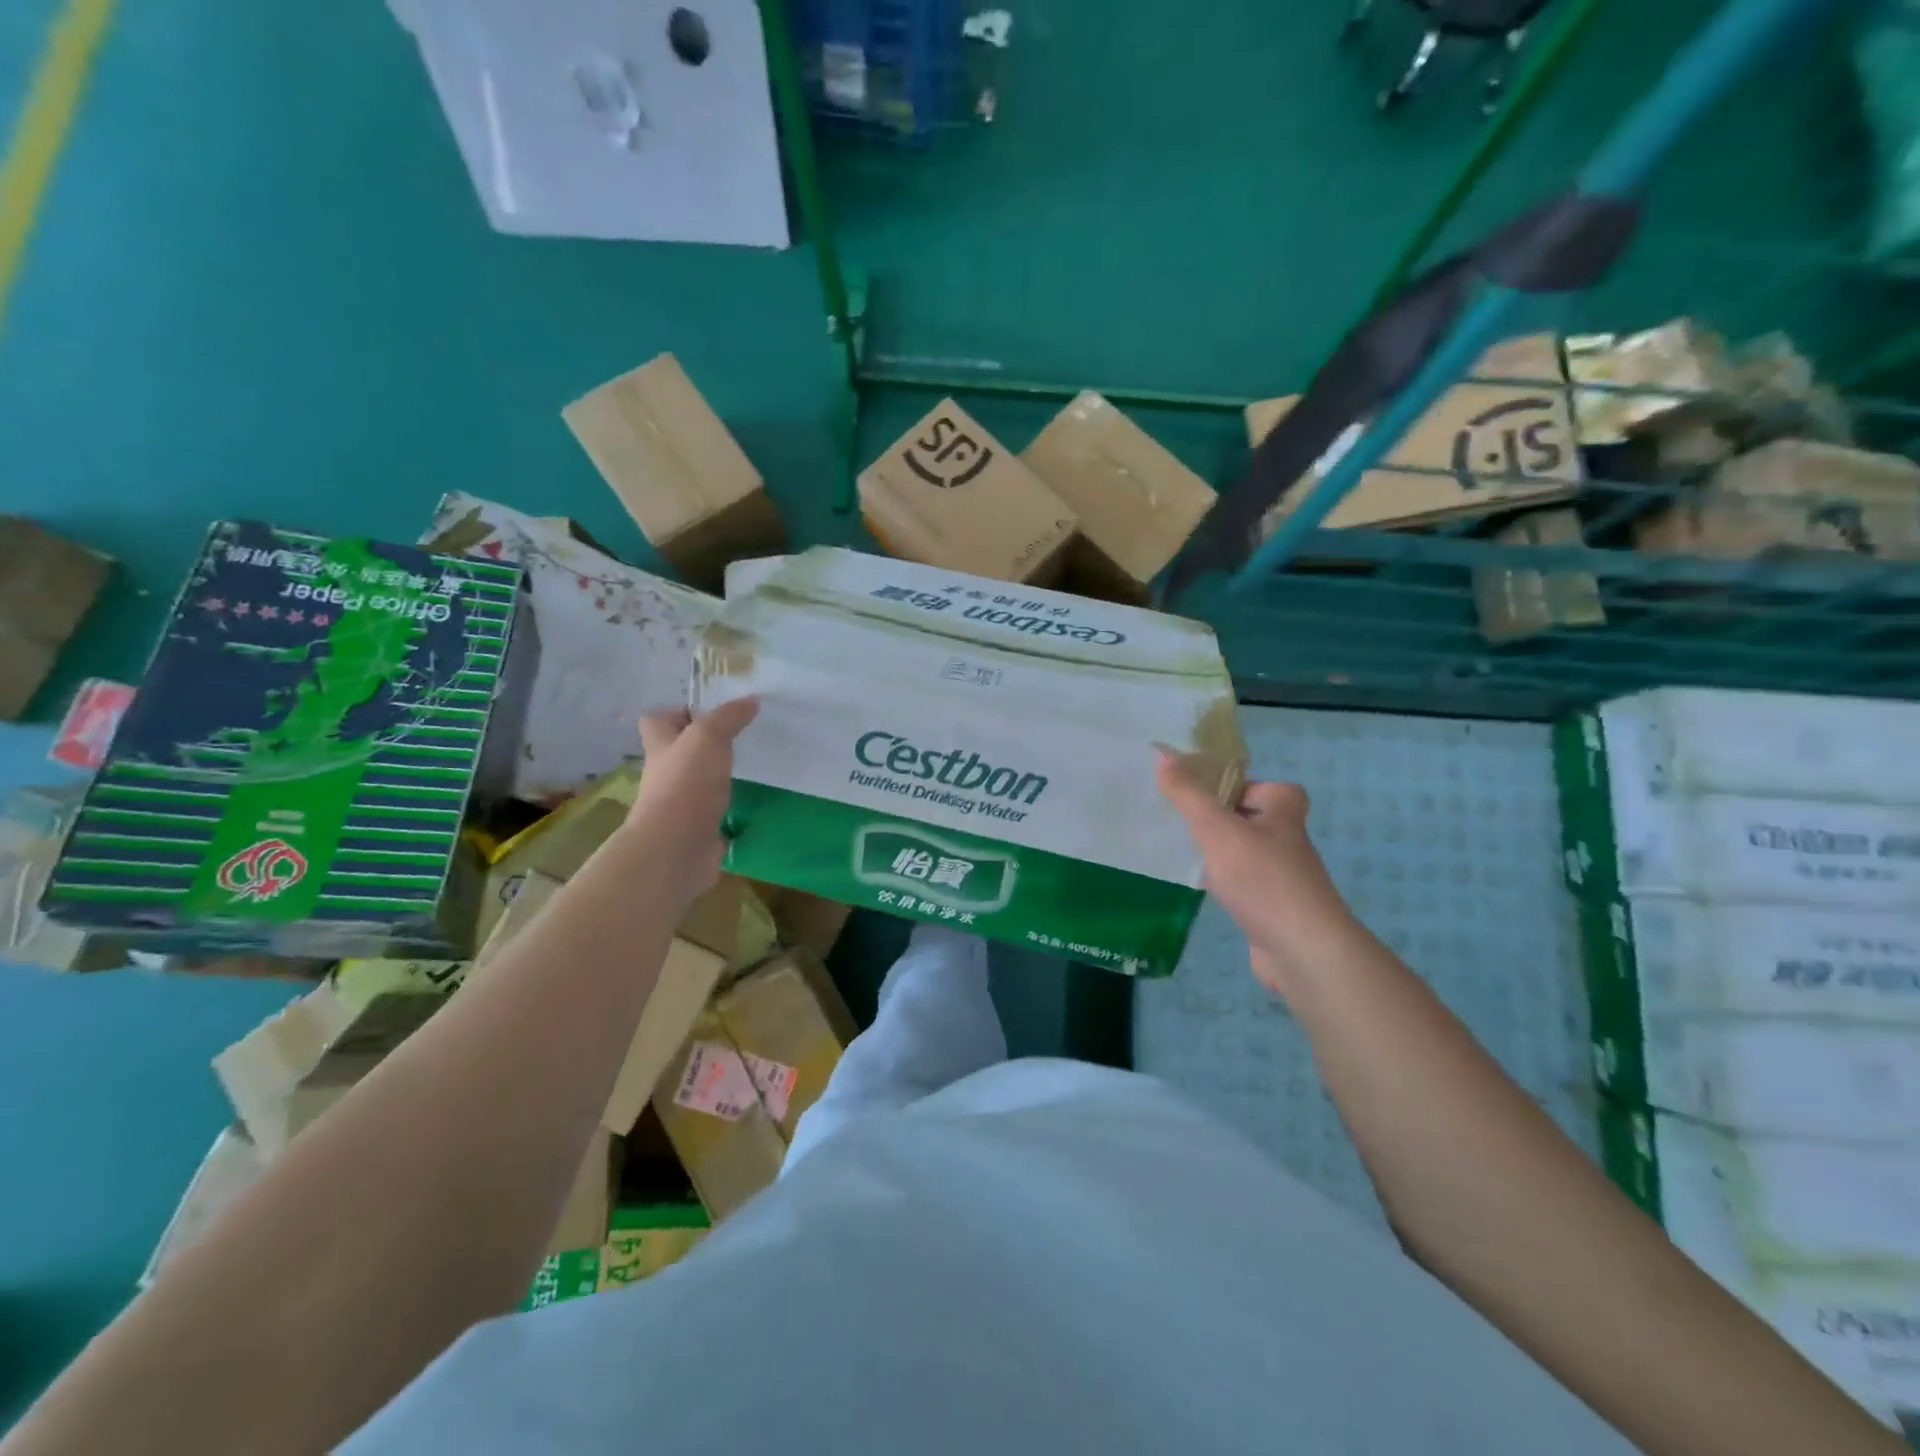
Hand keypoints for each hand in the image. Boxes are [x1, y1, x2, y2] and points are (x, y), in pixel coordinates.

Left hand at [626, 698, 758, 903]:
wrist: (675, 849)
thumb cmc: (686, 784)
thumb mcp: (708, 737)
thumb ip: (729, 717)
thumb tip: (751, 700)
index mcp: (662, 746)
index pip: (657, 720)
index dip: (678, 712)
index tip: (711, 711)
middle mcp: (666, 774)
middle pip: (681, 751)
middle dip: (706, 745)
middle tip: (742, 736)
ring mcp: (681, 805)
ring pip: (699, 782)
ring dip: (720, 776)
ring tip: (754, 765)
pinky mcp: (698, 830)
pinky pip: (715, 813)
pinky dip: (731, 809)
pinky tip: (755, 802)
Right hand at [1155, 752, 1356, 998]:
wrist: (1301, 949)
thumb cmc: (1261, 878)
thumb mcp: (1216, 828)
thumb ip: (1187, 794)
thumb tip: (1162, 752)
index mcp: (1284, 814)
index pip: (1272, 788)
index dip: (1243, 787)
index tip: (1207, 794)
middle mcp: (1289, 843)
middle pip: (1257, 820)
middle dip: (1225, 820)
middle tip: (1188, 821)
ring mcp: (1285, 880)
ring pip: (1250, 855)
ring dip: (1224, 854)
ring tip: (1188, 853)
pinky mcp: (1275, 911)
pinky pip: (1247, 888)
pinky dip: (1228, 887)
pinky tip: (1205, 891)